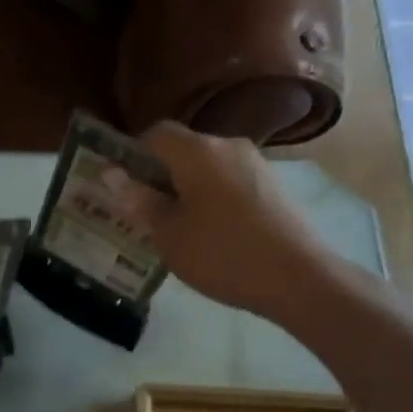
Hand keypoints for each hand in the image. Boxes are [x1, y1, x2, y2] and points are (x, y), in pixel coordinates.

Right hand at [107, 122, 335, 326]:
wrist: (299, 279)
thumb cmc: (222, 254)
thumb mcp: (169, 234)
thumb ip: (141, 201)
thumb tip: (113, 174)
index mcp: (197, 151)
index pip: (155, 133)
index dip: (133, 153)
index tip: (123, 186)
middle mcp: (227, 145)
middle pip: (183, 148)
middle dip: (159, 174)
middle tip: (144, 212)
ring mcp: (255, 164)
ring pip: (207, 167)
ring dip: (186, 188)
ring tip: (177, 227)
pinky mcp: (273, 185)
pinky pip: (230, 181)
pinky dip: (212, 197)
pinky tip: (211, 232)